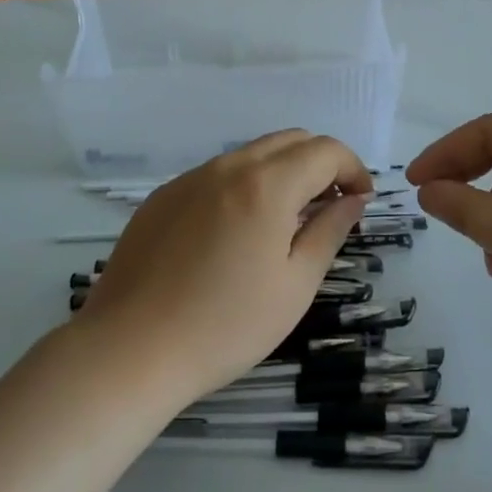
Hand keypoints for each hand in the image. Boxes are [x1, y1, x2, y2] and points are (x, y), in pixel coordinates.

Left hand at [76, 131, 372, 404]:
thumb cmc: (225, 326)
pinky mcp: (162, 197)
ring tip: (287, 220)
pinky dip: (244, 185)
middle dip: (321, 162)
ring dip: (283, 172)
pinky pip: (217, 174)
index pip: (325, 150)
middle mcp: (228, 167)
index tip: (361, 200)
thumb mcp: (294, 285)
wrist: (130, 351)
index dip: (353, 168)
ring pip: (251, 154)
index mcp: (266, 185)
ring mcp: (190, 178)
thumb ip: (329, 232)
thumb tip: (352, 199)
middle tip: (331, 205)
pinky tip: (237, 232)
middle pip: (289, 140)